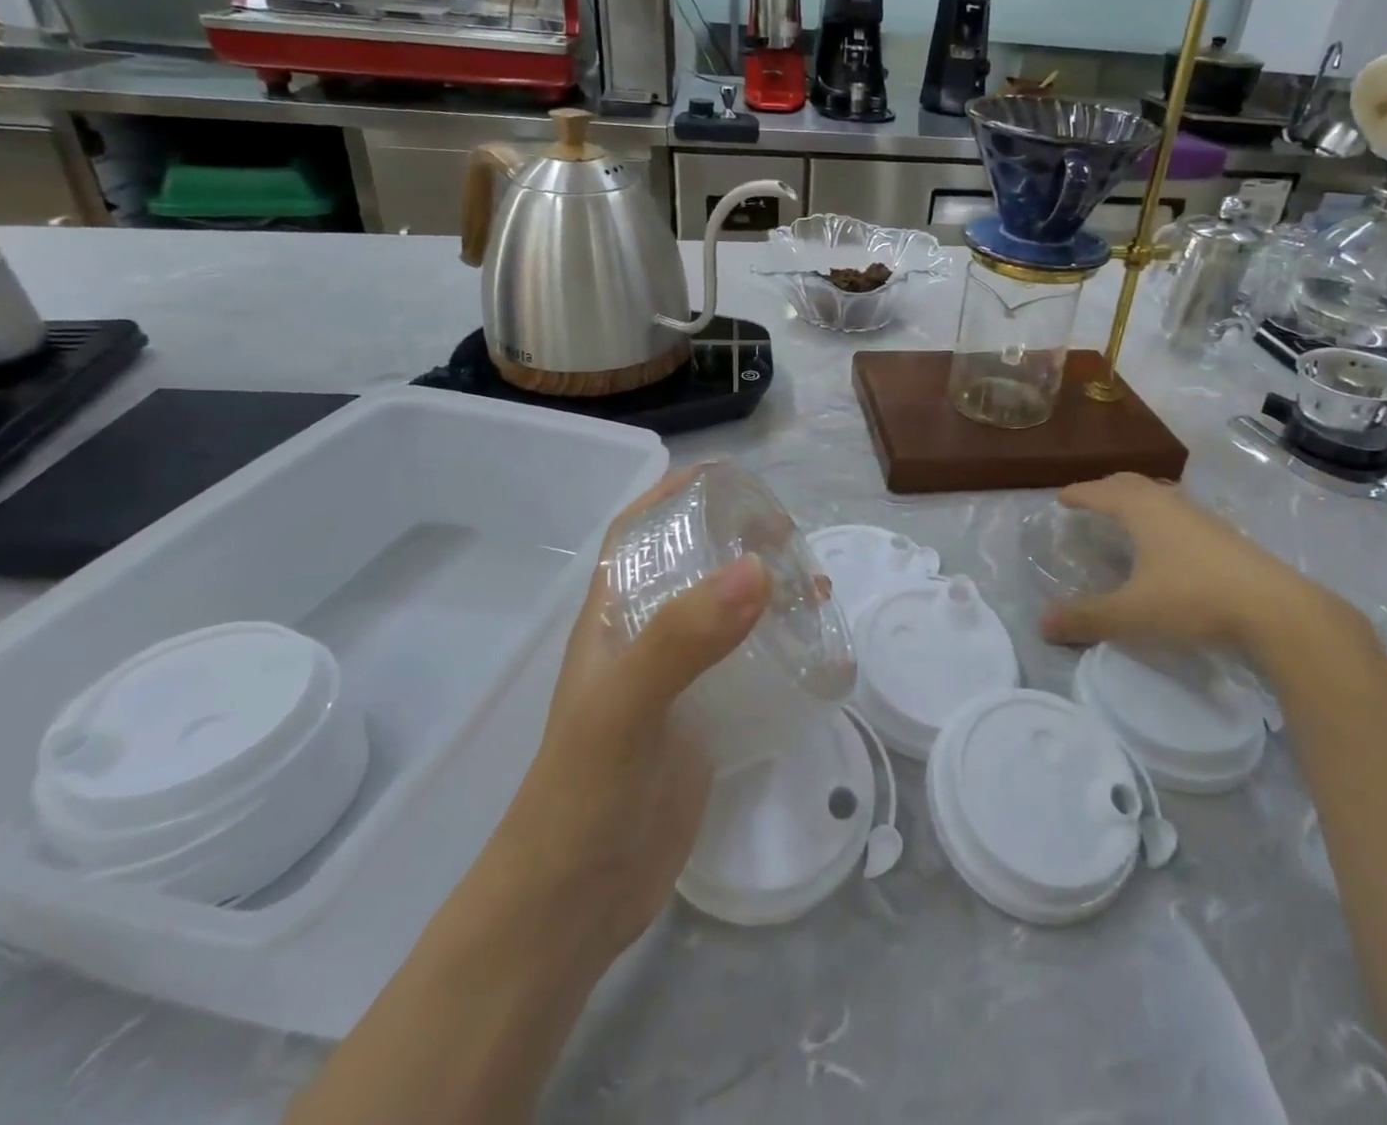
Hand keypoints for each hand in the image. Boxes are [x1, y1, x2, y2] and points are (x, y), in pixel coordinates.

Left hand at [491, 467, 770, 969]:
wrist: (574, 908)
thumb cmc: (583, 797)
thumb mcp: (625, 708)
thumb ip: (683, 638)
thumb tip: (757, 568)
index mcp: (611, 621)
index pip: (632, 535)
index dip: (670, 496)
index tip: (727, 479)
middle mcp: (643, 642)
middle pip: (688, 567)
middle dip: (733, 539)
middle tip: (788, 533)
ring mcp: (675, 684)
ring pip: (722, 615)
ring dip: (762, 589)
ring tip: (811, 581)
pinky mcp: (703, 722)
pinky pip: (744, 664)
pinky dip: (776, 642)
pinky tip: (810, 644)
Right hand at [1038, 473, 1353, 663]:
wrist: (1278, 610)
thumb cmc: (1194, 600)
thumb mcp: (1132, 614)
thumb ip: (1086, 618)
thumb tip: (1041, 624)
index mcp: (1142, 511)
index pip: (1101, 492)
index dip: (1078, 494)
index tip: (1060, 498)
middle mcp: (1170, 504)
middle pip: (1131, 484)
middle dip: (1105, 488)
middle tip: (1089, 499)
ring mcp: (1202, 518)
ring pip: (1160, 496)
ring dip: (1136, 500)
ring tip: (1125, 516)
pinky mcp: (1226, 536)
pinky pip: (1180, 512)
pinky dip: (1160, 516)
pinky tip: (1167, 542)